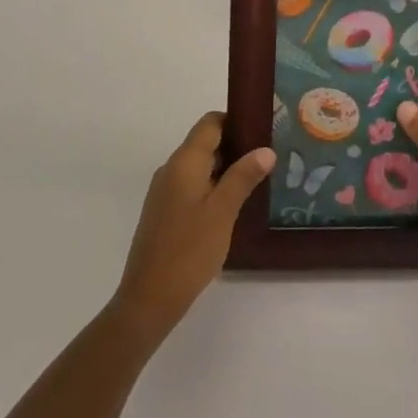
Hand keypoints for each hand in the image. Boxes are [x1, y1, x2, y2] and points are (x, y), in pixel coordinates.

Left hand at [111, 114, 273, 342]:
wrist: (149, 297)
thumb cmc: (189, 249)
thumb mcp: (223, 211)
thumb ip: (243, 177)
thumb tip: (265, 149)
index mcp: (184, 162)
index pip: (210, 123)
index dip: (235, 120)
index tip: (262, 128)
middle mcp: (171, 169)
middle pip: (204, 143)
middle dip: (235, 145)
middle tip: (268, 157)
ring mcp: (164, 191)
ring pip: (199, 166)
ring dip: (225, 168)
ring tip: (257, 180)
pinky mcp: (164, 212)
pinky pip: (191, 186)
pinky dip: (212, 186)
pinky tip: (233, 205)